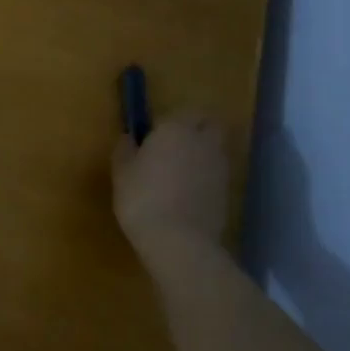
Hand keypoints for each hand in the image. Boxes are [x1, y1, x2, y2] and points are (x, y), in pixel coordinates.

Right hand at [112, 110, 229, 254]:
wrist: (178, 240)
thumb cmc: (142, 198)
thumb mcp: (121, 172)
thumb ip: (125, 149)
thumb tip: (129, 138)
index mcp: (176, 129)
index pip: (185, 110)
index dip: (172, 119)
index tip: (155, 133)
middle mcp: (203, 141)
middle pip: (211, 124)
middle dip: (198, 128)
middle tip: (175, 144)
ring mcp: (220, 167)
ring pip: (216, 148)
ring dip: (203, 152)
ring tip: (180, 171)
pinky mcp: (228, 191)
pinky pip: (217, 173)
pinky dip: (206, 176)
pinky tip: (188, 192)